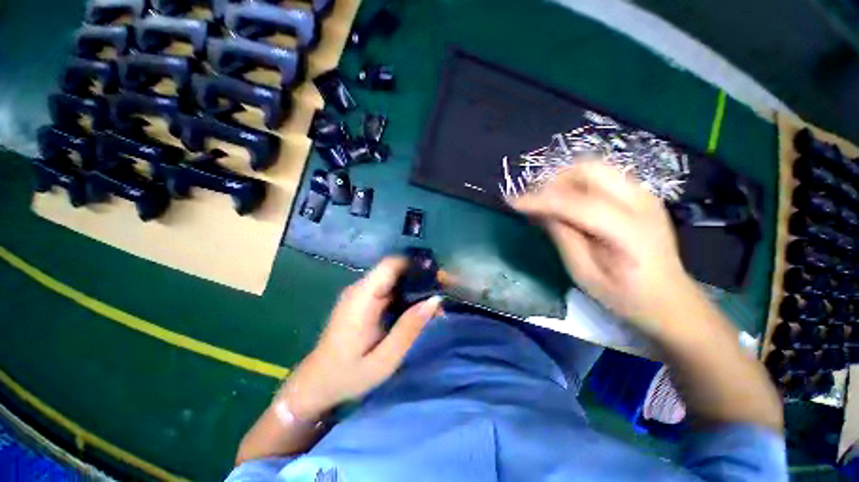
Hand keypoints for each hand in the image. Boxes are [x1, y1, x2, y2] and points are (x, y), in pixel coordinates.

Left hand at [281, 257, 441, 419]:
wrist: (316, 385)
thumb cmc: (348, 375)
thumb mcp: (385, 358)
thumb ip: (409, 327)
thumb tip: (435, 299)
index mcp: (362, 297)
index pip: (391, 264)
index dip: (416, 264)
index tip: (439, 276)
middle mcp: (360, 289)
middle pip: (395, 270)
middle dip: (420, 277)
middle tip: (443, 290)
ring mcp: (360, 294)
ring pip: (393, 279)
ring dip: (415, 287)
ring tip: (435, 301)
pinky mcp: (362, 302)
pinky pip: (388, 290)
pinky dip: (405, 295)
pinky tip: (418, 308)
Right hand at [511, 161, 700, 332]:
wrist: (669, 297)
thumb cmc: (625, 295)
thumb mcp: (584, 274)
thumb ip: (562, 237)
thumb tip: (540, 211)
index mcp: (629, 231)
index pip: (577, 203)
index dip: (541, 200)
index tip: (513, 203)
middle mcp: (641, 202)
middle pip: (589, 170)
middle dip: (554, 182)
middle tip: (536, 203)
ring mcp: (644, 193)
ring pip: (594, 167)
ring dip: (564, 180)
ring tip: (549, 203)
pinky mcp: (640, 193)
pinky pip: (601, 175)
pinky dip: (577, 184)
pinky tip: (568, 204)